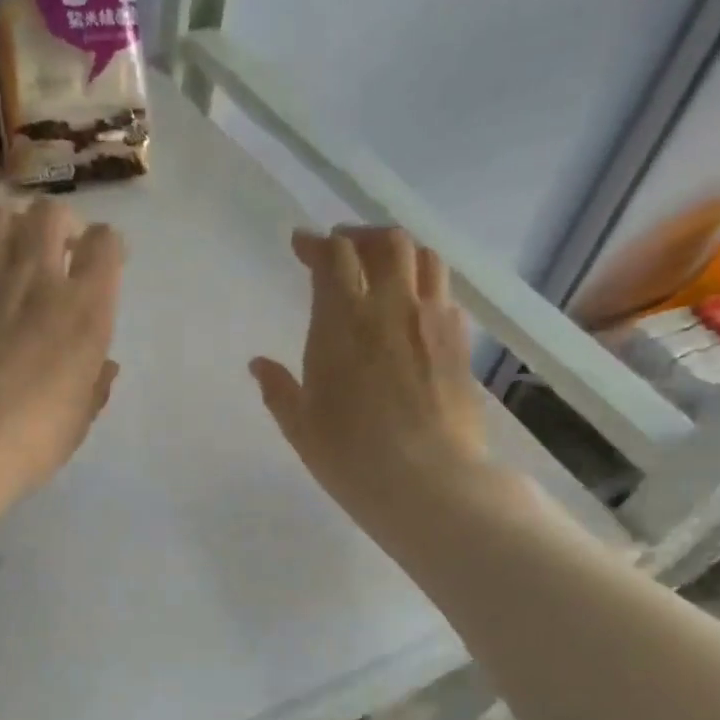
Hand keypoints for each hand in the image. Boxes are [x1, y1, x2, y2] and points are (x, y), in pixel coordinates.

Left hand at [0, 199, 122, 584]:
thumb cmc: (30, 441)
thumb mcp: (78, 420)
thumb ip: (95, 384)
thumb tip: (105, 366)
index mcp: (84, 310)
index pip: (107, 243)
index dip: (107, 249)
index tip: (99, 267)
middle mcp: (38, 277)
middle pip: (52, 213)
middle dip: (59, 227)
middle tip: (54, 256)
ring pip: (0, 214)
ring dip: (10, 228)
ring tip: (8, 254)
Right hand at [250, 226, 500, 546]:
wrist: (429, 482)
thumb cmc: (351, 456)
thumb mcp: (301, 427)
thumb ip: (279, 389)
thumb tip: (258, 364)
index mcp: (344, 322)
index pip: (334, 258)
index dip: (315, 244)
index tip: (301, 244)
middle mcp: (392, 308)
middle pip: (386, 243)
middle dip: (360, 236)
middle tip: (342, 248)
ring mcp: (433, 322)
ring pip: (425, 258)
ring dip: (399, 251)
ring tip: (383, 265)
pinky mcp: (460, 344)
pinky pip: (445, 294)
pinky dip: (426, 285)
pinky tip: (415, 307)